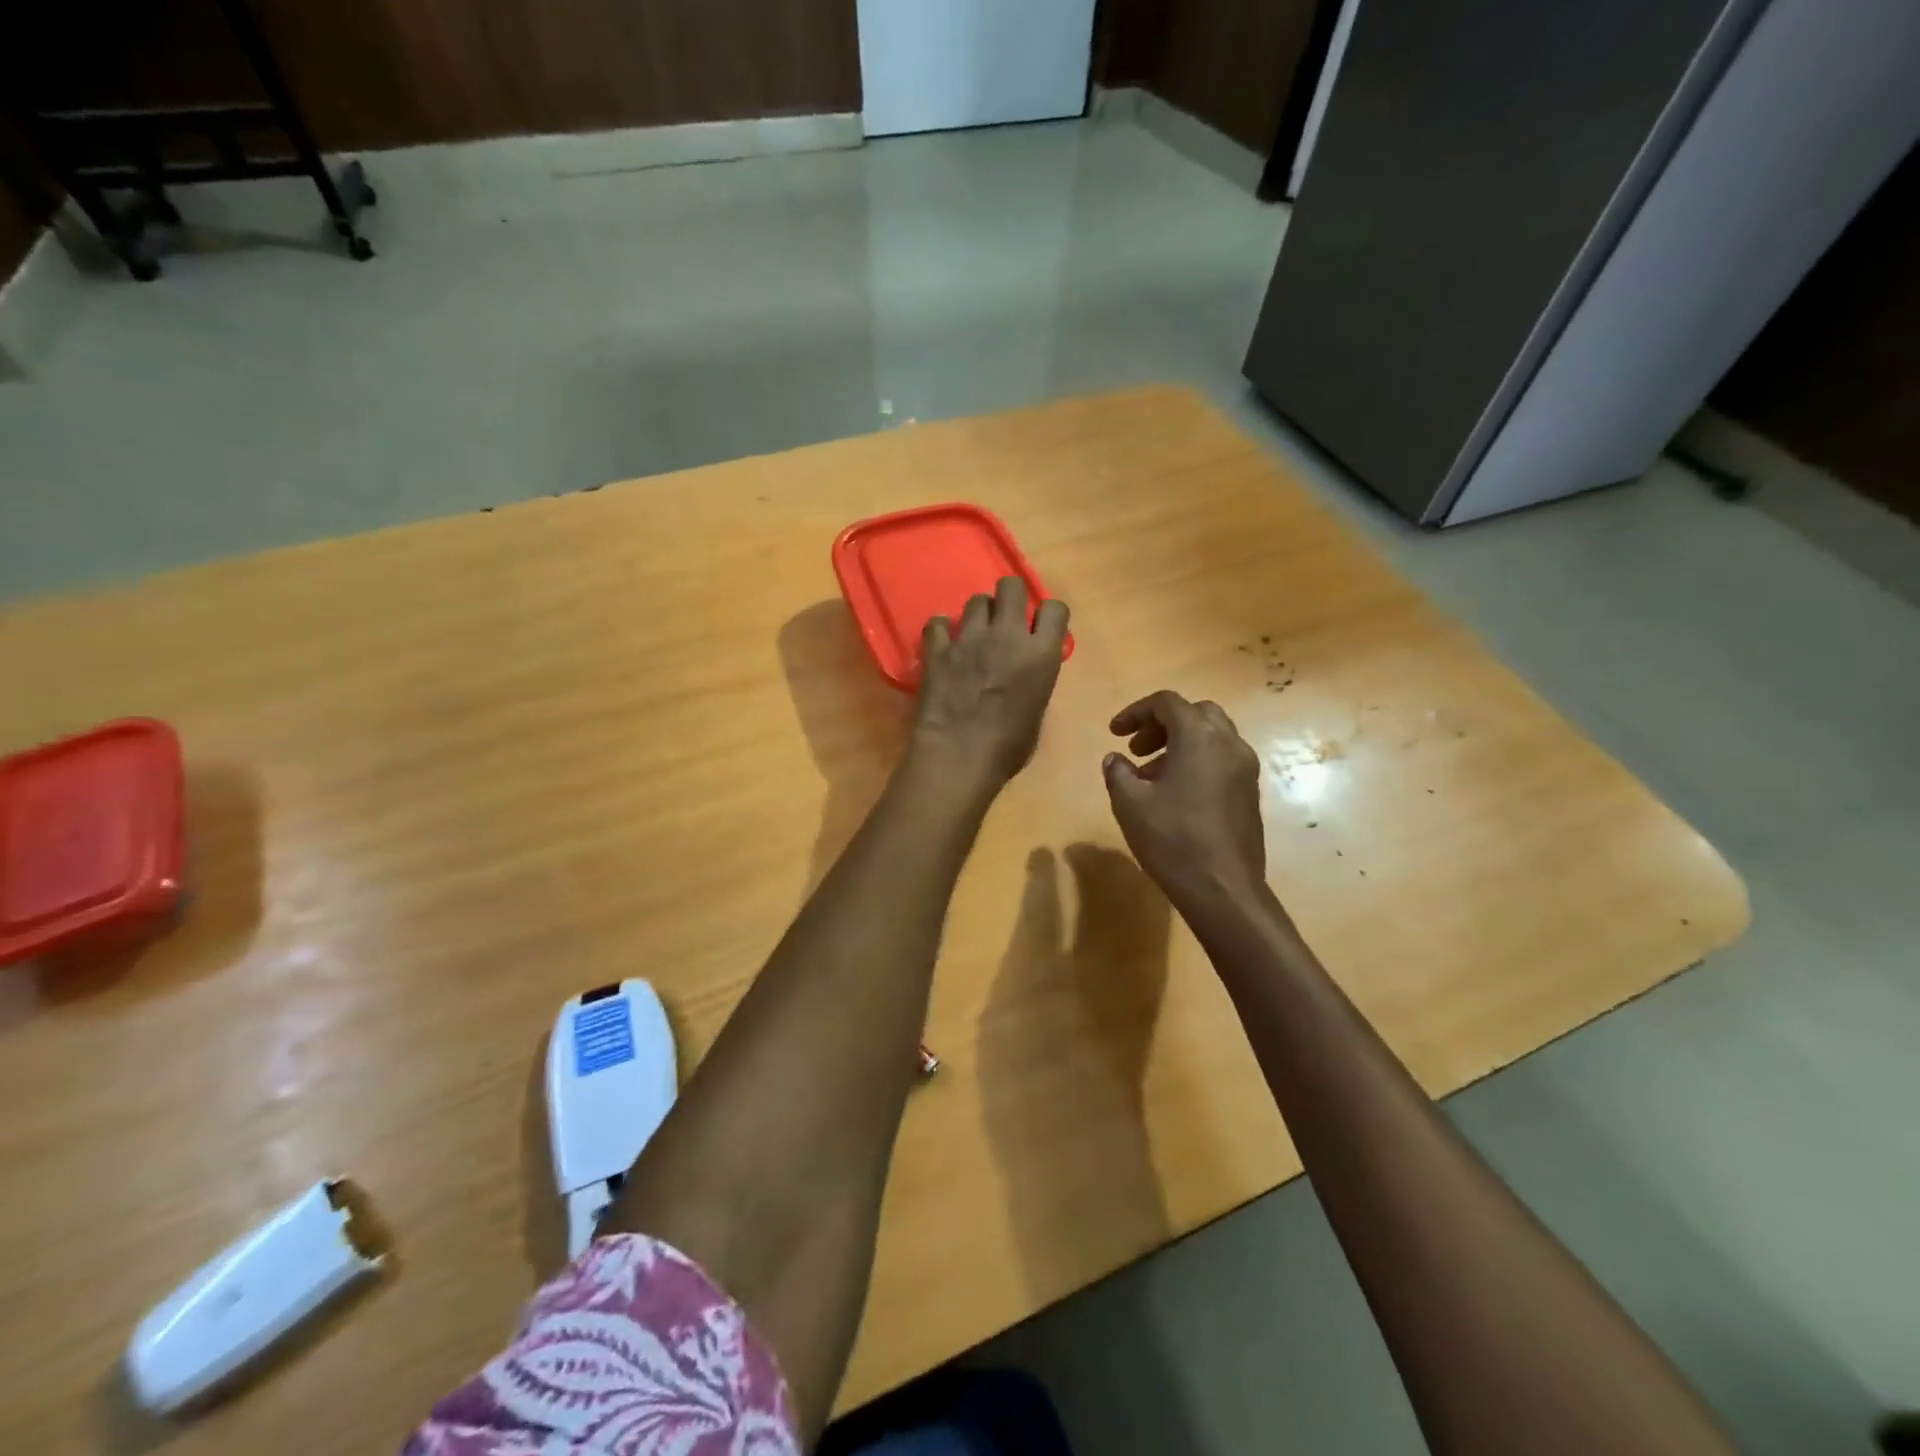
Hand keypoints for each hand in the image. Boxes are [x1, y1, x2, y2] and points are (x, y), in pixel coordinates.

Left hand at [912, 577, 1069, 788]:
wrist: (959, 756)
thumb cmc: (1007, 748)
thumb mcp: (1036, 712)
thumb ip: (1035, 680)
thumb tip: (1026, 673)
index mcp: (1041, 654)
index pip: (1055, 608)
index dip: (1047, 616)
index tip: (1039, 629)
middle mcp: (1008, 635)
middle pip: (1011, 586)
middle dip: (1009, 599)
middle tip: (1003, 622)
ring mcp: (970, 638)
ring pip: (976, 600)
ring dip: (977, 615)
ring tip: (973, 636)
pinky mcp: (938, 648)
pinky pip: (938, 622)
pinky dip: (941, 631)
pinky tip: (943, 645)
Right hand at [1102, 691, 1267, 907]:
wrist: (1222, 889)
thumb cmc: (1172, 839)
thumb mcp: (1130, 803)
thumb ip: (1118, 773)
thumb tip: (1115, 760)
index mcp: (1200, 737)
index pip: (1167, 703)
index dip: (1136, 712)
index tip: (1114, 733)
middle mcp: (1229, 744)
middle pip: (1195, 713)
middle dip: (1162, 724)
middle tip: (1137, 749)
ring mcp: (1245, 769)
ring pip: (1212, 737)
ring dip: (1179, 744)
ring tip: (1150, 775)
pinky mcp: (1250, 793)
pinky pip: (1221, 760)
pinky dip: (1197, 761)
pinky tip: (1174, 794)